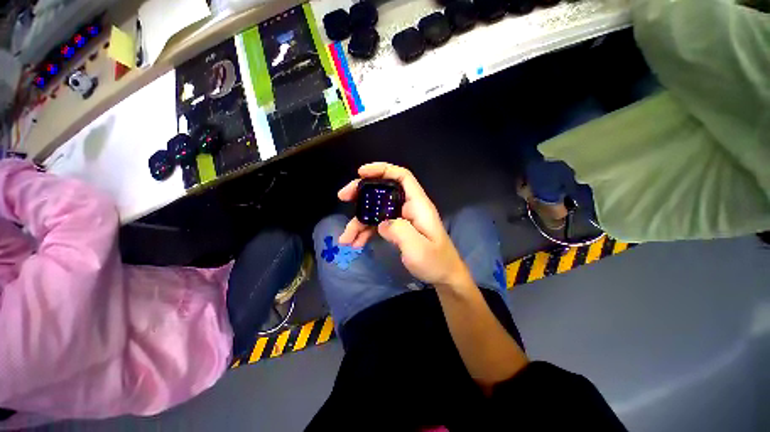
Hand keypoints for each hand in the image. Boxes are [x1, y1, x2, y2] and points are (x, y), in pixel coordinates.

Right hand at [338, 163, 471, 286]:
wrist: (444, 277)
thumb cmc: (436, 262)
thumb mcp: (418, 249)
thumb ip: (399, 231)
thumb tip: (381, 223)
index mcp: (418, 205)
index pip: (402, 177)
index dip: (383, 170)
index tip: (361, 173)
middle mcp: (409, 207)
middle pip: (383, 191)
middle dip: (362, 194)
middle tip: (343, 197)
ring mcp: (402, 219)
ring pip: (377, 211)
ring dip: (359, 221)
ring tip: (345, 238)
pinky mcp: (398, 229)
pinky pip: (378, 224)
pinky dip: (366, 231)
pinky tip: (356, 243)